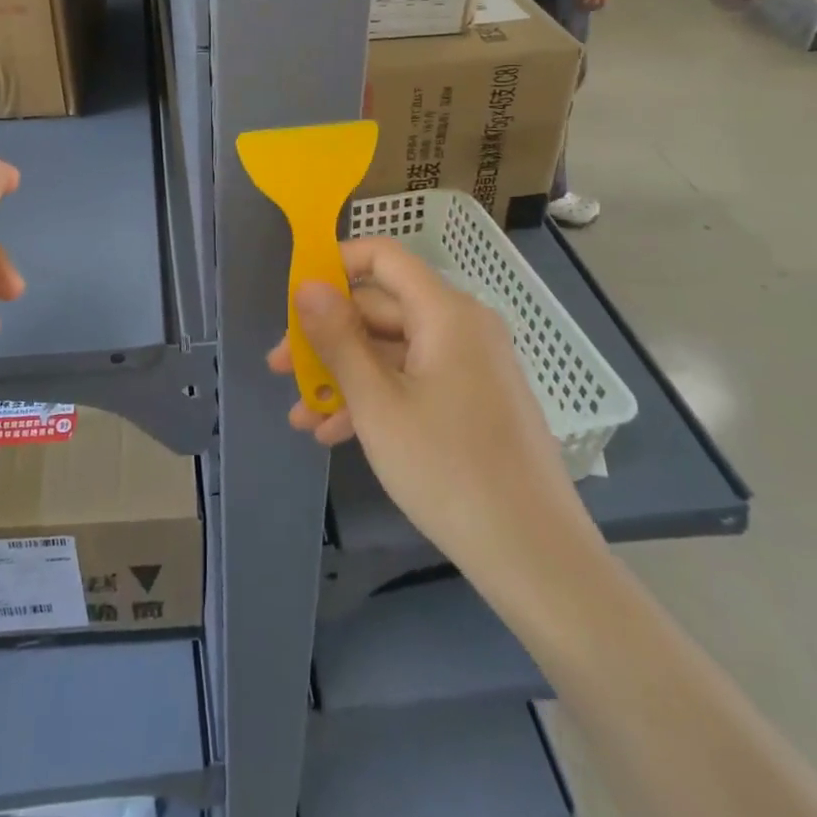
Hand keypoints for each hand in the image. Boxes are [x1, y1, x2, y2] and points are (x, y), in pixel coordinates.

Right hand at [268, 238, 601, 608]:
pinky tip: (335, 434)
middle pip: (382, 309)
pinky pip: (415, 381)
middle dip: (328, 338)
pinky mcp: (474, 401)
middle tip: (281, 369)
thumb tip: (307, 286)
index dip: (335, 265)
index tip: (294, 298)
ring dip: (344, 377)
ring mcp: (471, 366)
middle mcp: (462, 327)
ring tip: (300, 414)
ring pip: (393, 351)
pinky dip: (376, 399)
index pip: (383, 257)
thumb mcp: (377, 403)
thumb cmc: (448, 470)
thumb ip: (337, 339)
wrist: (536, 558)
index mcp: (445, 312)